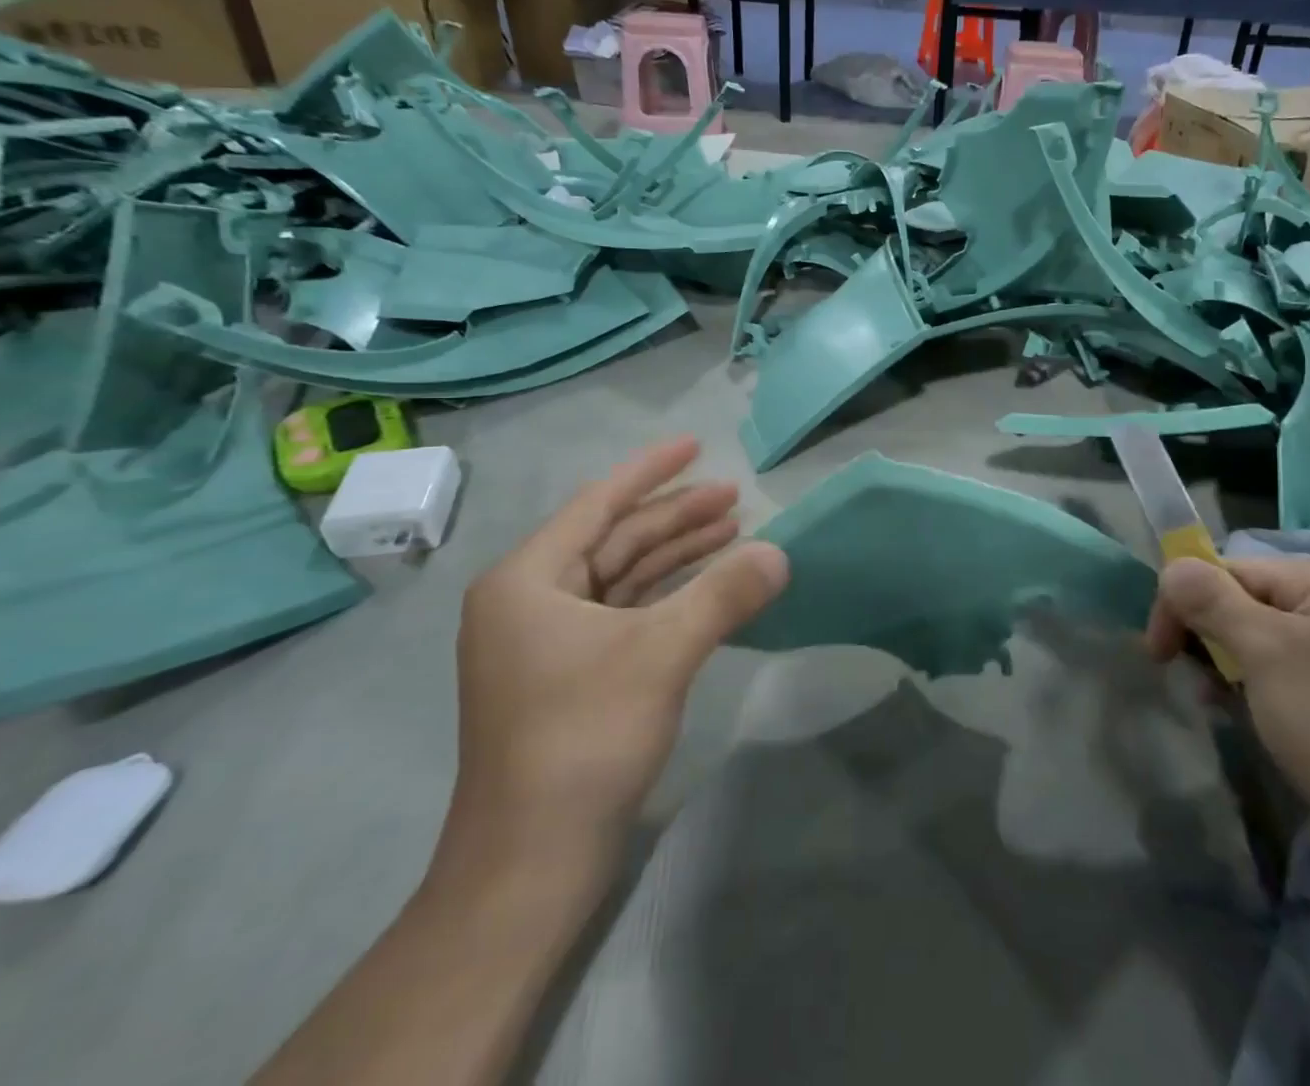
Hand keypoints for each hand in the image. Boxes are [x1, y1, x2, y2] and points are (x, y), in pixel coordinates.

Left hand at [437, 436, 788, 898]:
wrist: (529, 865)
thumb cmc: (582, 739)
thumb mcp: (661, 654)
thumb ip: (724, 594)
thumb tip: (781, 553)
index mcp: (528, 580)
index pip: (598, 504)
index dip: (651, 471)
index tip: (696, 444)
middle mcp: (530, 601)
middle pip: (615, 539)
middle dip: (675, 516)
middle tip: (735, 496)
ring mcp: (547, 642)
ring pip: (622, 577)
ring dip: (676, 556)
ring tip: (734, 532)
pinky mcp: (570, 676)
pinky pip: (625, 614)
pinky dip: (667, 597)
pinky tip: (710, 589)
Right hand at [1147, 554, 1309, 867]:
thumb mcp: (1264, 650)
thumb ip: (1209, 599)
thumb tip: (1170, 566)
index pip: (1230, 569)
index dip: (1185, 601)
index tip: (1157, 650)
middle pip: (1241, 601)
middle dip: (1205, 634)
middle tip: (1180, 672)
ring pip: (1254, 642)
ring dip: (1223, 665)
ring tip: (1212, 700)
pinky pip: (1276, 675)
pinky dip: (1249, 689)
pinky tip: (1238, 714)